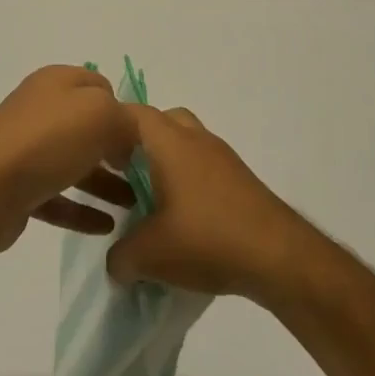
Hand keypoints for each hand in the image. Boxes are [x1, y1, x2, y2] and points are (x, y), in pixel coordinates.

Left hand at [0, 66, 136, 257]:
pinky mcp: (19, 187)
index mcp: (58, 83)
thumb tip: (128, 141)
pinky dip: (82, 210)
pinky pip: (59, 197)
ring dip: (106, 184)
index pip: (102, 87)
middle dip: (118, 151)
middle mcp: (41, 110)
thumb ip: (127, 121)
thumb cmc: (46, 141)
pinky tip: (108, 227)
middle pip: (90, 128)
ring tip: (135, 206)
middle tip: (146, 175)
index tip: (147, 140)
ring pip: (76, 164)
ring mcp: (28, 149)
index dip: (125, 110)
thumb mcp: (101, 115)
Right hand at [106, 105, 317, 299]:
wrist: (281, 257)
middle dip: (139, 142)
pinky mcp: (242, 181)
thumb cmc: (207, 240)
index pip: (132, 113)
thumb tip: (118, 262)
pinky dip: (189, 182)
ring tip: (151, 202)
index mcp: (170, 142)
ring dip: (167, 164)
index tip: (93, 155)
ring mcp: (224, 159)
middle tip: (123, 173)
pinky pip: (205, 168)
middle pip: (163, 121)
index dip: (108, 128)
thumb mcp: (149, 255)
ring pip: (187, 144)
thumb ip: (120, 257)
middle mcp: (197, 140)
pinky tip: (183, 221)